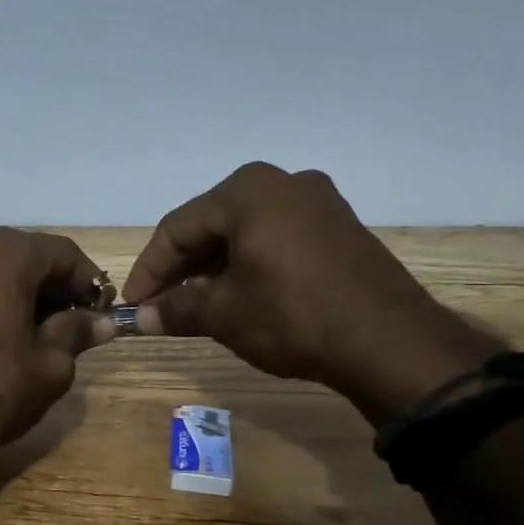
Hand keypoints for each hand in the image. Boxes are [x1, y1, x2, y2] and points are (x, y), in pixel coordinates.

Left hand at [0, 228, 116, 465]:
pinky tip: (1, 335)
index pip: (62, 253)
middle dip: (54, 287)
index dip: (89, 281)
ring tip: (39, 333)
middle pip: (25, 257)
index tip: (103, 309)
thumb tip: (101, 322)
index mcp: (4, 253)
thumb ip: (77, 332)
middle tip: (75, 323)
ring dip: (21, 293)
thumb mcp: (51, 365)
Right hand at [121, 163, 500, 422]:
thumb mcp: (224, 314)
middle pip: (211, 225)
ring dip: (213, 267)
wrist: (390, 342)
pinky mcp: (339, 226)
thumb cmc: (293, 316)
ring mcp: (318, 201)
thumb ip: (174, 309)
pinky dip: (248, 263)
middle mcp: (282, 182)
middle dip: (181, 267)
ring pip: (244, 231)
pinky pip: (276, 237)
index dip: (149, 269)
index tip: (133, 304)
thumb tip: (139, 319)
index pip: (177, 228)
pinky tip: (238, 294)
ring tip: (194, 304)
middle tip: (160, 304)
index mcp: (247, 191)